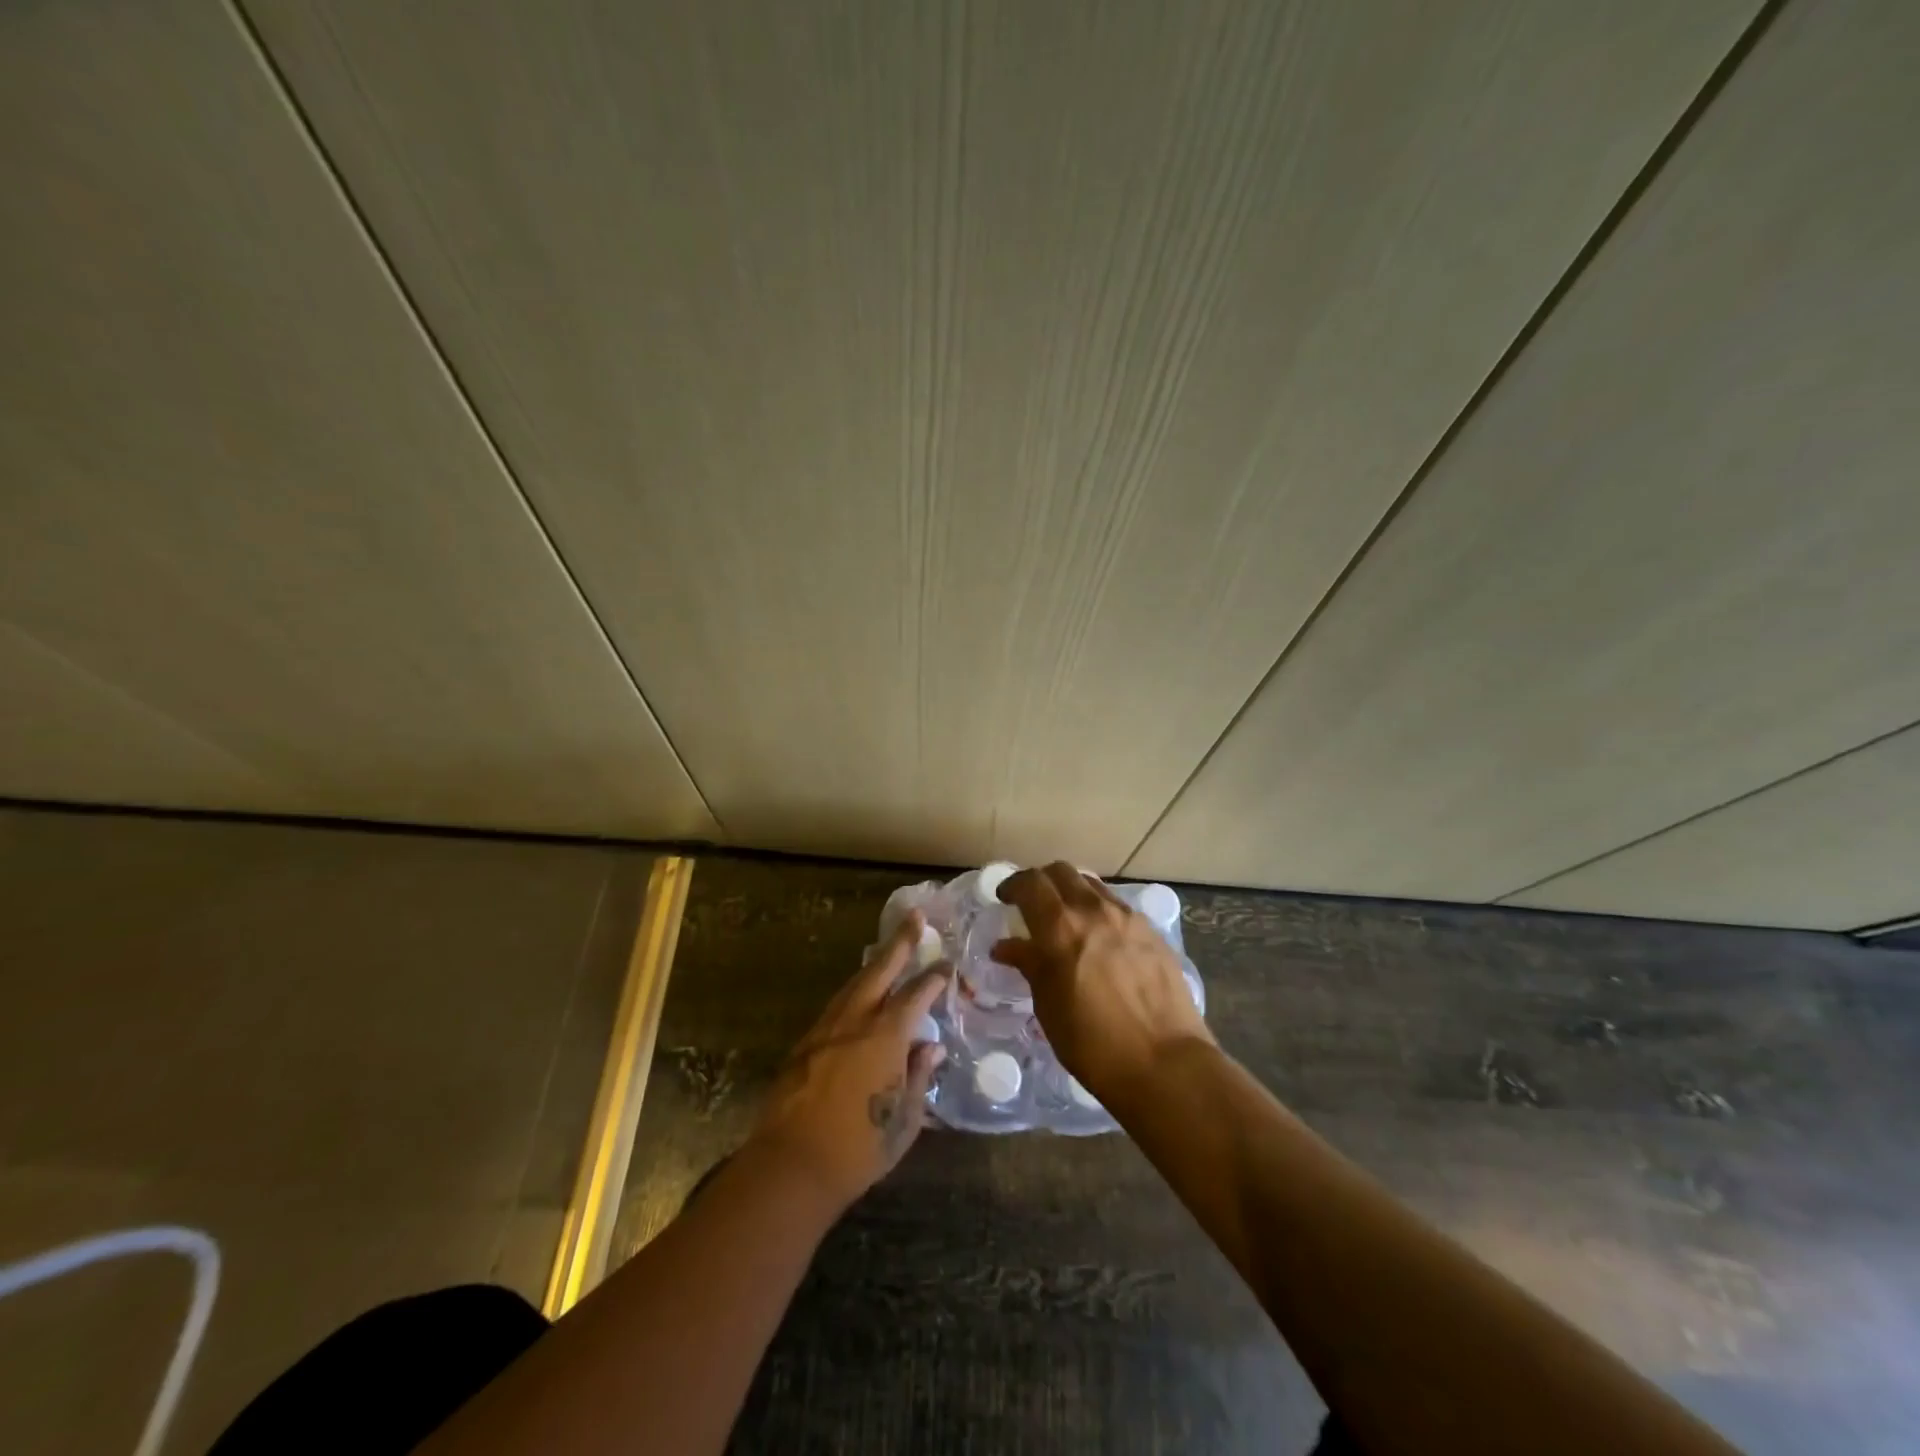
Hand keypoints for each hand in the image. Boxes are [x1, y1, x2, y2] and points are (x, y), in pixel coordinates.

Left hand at [747, 911, 949, 1211]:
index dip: (934, 978)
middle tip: (915, 917)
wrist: (791, 1165)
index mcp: (886, 1036)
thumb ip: (919, 1076)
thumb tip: (931, 1047)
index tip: (946, 965)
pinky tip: (858, 997)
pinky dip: (853, 992)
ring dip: (874, 965)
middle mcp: (855, 1021)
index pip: (916, 994)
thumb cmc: (859, 1147)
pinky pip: (835, 1006)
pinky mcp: (804, 1044)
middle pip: (880, 970)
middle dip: (900, 942)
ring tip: (887, 951)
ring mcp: (825, 1029)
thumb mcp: (904, 1118)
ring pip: (854, 984)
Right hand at [991, 862, 1213, 1105]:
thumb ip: (1029, 965)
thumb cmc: (1092, 1042)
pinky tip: (1100, 940)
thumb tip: (1006, 946)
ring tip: (1067, 920)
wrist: (1164, 1063)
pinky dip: (1099, 911)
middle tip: (1033, 904)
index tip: (1005, 898)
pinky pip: (1117, 907)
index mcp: (1060, 926)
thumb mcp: (1048, 1005)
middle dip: (1042, 881)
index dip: (1013, 885)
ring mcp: (1128, 918)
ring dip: (1072, 893)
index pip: (1030, 883)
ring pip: (1092, 886)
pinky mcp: (1152, 932)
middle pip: (1062, 872)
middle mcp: (1094, 910)